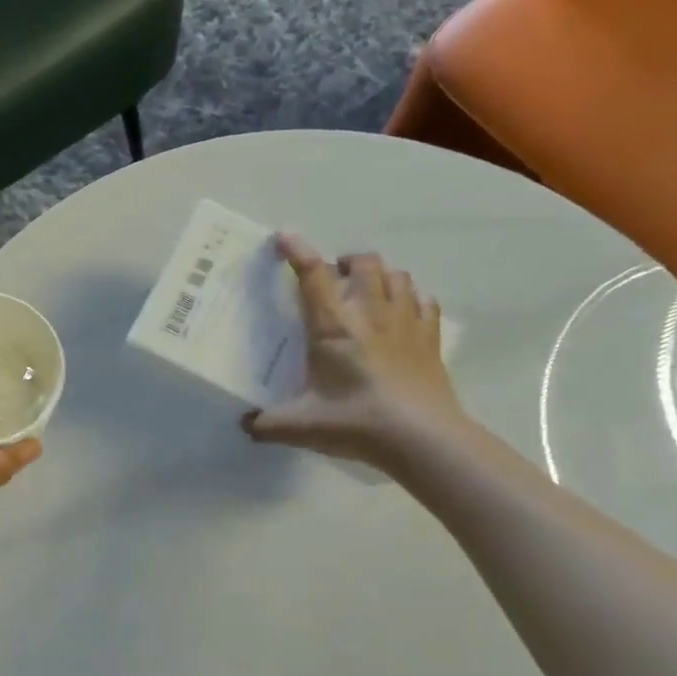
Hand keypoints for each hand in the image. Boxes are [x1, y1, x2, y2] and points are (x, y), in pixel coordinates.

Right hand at [242, 234, 469, 470]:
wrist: (422, 438)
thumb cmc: (357, 423)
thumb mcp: (301, 426)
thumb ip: (268, 424)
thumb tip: (245, 425)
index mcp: (333, 326)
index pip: (313, 275)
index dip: (297, 250)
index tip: (283, 237)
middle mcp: (370, 313)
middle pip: (364, 262)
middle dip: (346, 262)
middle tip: (334, 281)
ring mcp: (406, 322)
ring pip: (397, 275)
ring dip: (380, 276)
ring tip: (368, 292)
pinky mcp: (431, 338)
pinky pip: (425, 301)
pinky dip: (412, 298)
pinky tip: (404, 313)